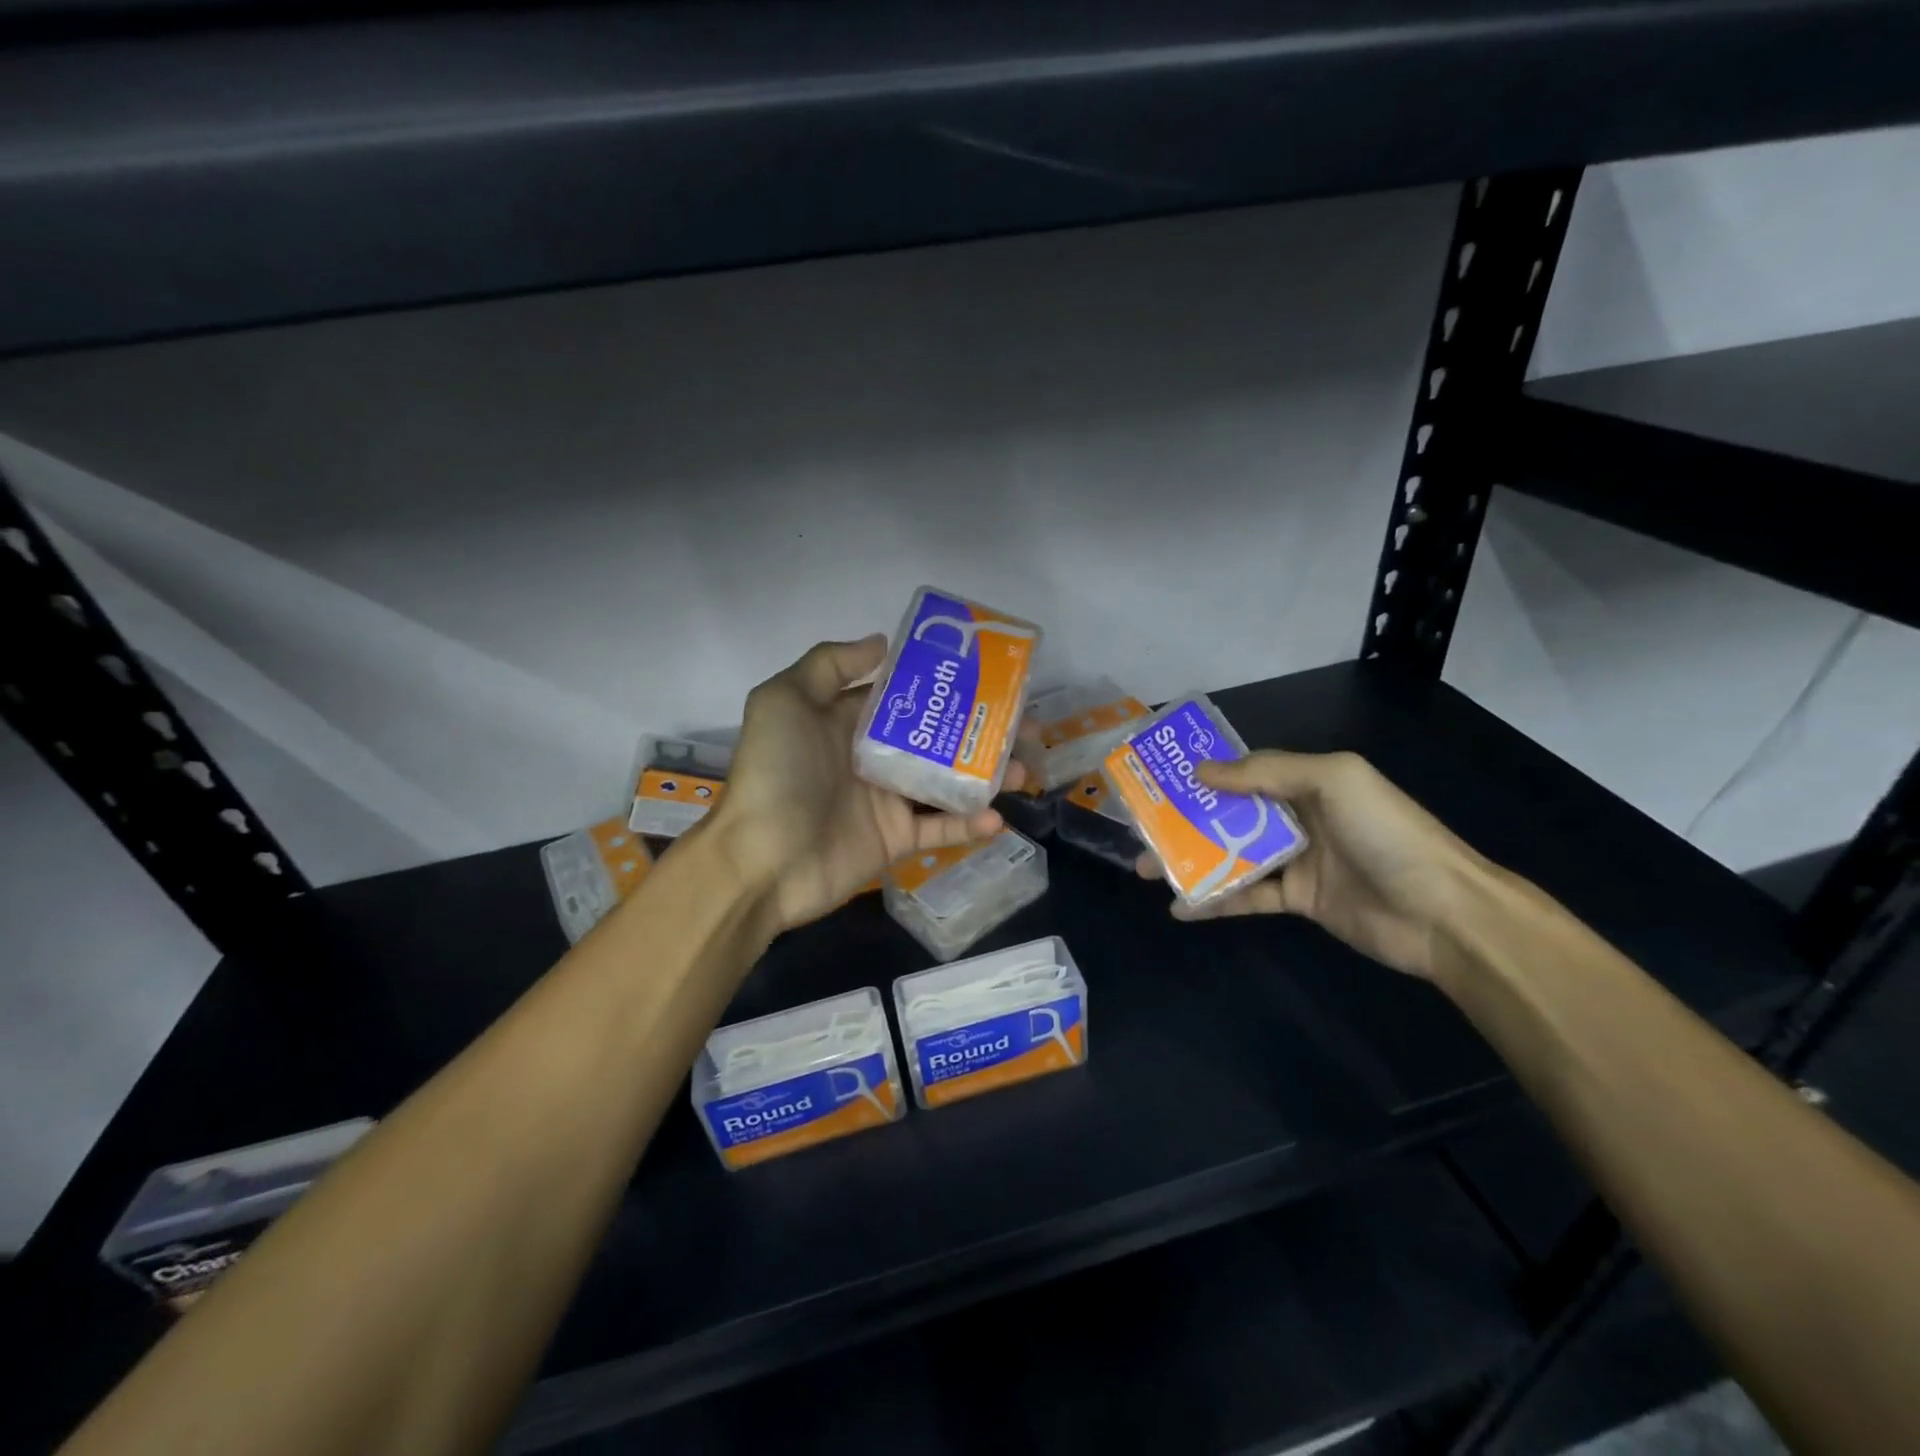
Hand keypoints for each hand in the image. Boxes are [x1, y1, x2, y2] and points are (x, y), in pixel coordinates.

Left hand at [711, 635, 1028, 931]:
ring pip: (948, 783)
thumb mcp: (784, 701)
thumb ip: (829, 665)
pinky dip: (970, 825)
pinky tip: (998, 817)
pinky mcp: (896, 841)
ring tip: (1025, 770)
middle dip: (981, 731)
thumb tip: (882, 641)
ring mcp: (887, 801)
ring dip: (988, 777)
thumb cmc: (775, 774)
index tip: (990, 677)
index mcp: (849, 722)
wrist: (761, 861)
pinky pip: (941, 830)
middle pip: (938, 738)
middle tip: (1027, 727)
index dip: (946, 686)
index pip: (906, 697)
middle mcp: (874, 757)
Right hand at [1137, 750, 1486, 979]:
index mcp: (1308, 781)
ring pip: (1232, 855)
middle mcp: (1298, 816)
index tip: (1160, 779)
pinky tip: (1181, 908)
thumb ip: (1266, 773)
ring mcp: (1298, 860)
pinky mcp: (1299, 901)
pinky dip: (1215, 901)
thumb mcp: (1332, 781)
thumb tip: (1202, 771)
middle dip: (1185, 820)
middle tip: (1142, 829)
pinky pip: (1248, 896)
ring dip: (1190, 860)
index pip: (1245, 771)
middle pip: (1230, 814)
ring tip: (1147, 868)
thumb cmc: (1387, 833)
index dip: (1203, 774)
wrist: (1443, 913)